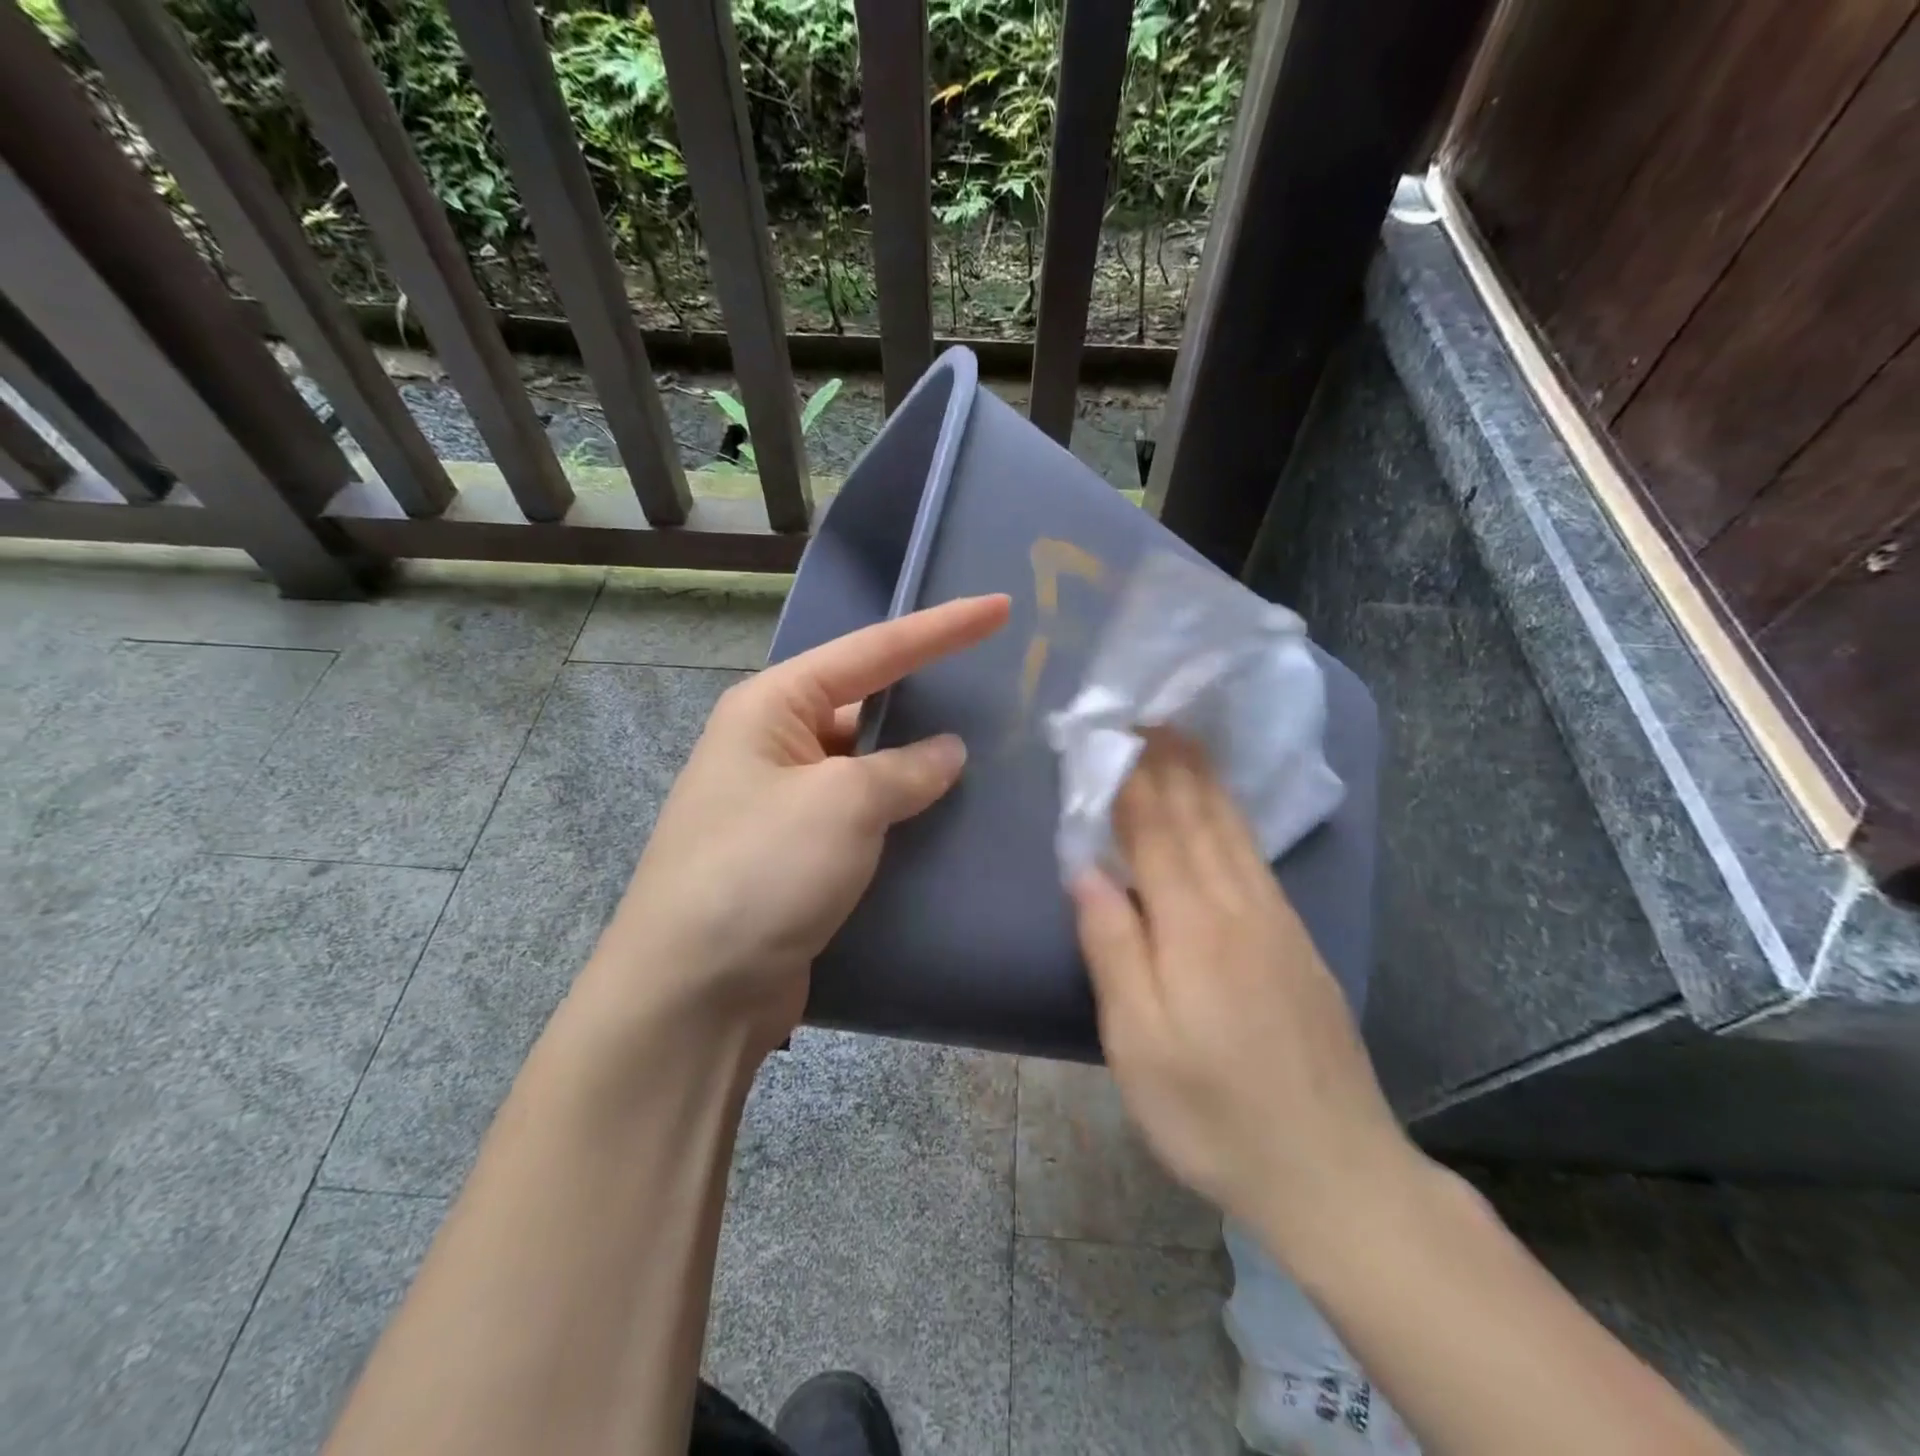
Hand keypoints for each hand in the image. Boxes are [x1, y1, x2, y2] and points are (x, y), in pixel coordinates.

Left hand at [591, 594, 1010, 1057]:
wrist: (693, 994)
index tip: (1001, 608)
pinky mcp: (799, 855)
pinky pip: (864, 816)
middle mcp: (775, 744)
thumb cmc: (761, 871)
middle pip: (869, 704)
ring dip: (920, 765)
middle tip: (1002, 690)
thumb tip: (948, 753)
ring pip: (870, 766)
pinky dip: (904, 813)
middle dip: (930, 699)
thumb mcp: (843, 804)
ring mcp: (785, 803)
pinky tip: (950, 818)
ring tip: (994, 754)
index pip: (873, 651)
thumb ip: (905, 770)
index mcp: (773, 706)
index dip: (941, 628)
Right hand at [1070, 732, 1418, 1257]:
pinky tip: (1225, 808)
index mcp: (1192, 924)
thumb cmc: (1214, 1112)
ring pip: (1231, 829)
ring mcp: (1275, 920)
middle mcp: (1238, 905)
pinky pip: (1254, 855)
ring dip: (1202, 777)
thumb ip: (1112, 948)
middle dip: (1167, 760)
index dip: (1130, 776)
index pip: (1152, 828)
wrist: (1333, 1170)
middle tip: (1148, 711)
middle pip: (1196, 815)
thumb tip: (1085, 870)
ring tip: (1183, 736)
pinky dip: (1232, 816)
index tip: (1113, 729)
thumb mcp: (1139, 1043)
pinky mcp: (1296, 941)